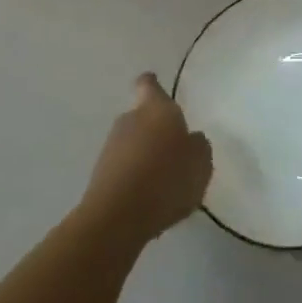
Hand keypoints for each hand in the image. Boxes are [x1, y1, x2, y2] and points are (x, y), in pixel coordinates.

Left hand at [82, 73, 212, 245]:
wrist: (117, 217)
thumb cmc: (167, 178)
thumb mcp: (201, 162)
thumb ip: (198, 145)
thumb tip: (190, 139)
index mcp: (157, 108)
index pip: (149, 85)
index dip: (153, 84)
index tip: (155, 84)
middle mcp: (130, 120)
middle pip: (142, 116)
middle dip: (155, 129)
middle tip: (174, 148)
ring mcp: (111, 147)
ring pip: (132, 143)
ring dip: (145, 154)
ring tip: (164, 179)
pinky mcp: (100, 174)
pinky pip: (124, 168)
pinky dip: (135, 177)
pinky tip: (149, 197)